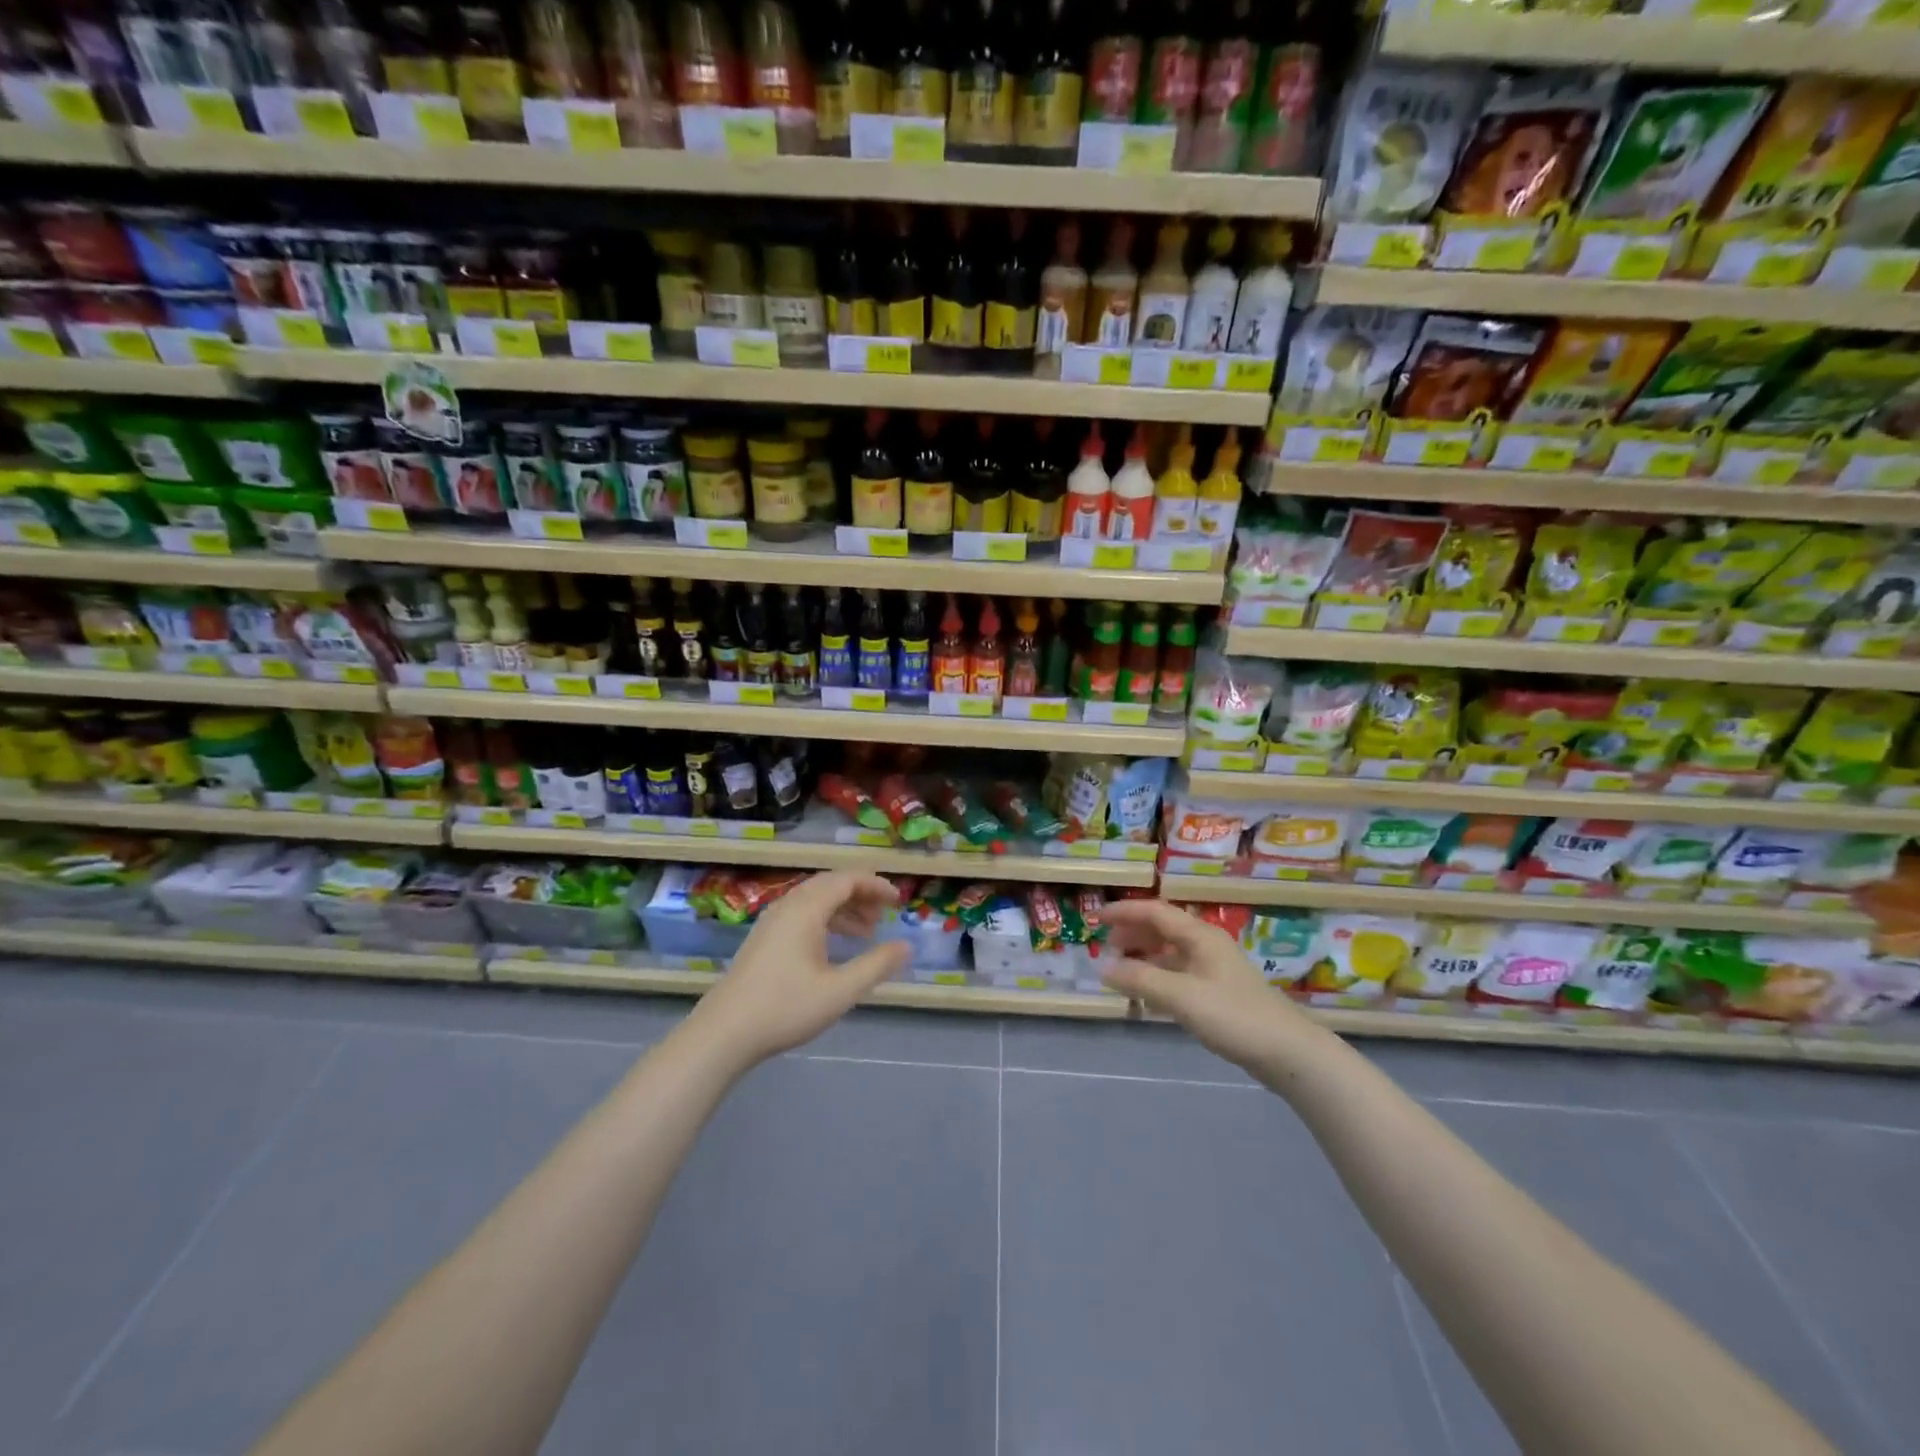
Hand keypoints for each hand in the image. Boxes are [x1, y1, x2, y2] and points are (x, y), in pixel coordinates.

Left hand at [688, 872, 910, 1068]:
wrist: (723, 1033)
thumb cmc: (785, 1007)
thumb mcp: (840, 990)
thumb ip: (876, 965)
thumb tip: (906, 946)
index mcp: (806, 910)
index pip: (847, 880)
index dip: (875, 885)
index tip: (898, 901)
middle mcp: (788, 907)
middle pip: (830, 885)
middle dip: (861, 895)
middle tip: (884, 914)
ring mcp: (772, 922)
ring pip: (814, 901)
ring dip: (843, 909)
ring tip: (866, 932)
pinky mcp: (763, 939)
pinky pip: (801, 915)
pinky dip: (825, 920)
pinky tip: (834, 946)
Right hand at [1100, 900, 1316, 1072]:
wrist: (1288, 1052)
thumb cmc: (1233, 1016)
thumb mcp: (1181, 997)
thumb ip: (1140, 980)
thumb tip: (1103, 968)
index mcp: (1199, 936)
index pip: (1154, 912)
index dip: (1124, 912)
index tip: (1096, 918)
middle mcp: (1206, 946)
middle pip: (1162, 929)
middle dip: (1132, 934)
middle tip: (1105, 947)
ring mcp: (1214, 970)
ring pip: (1170, 954)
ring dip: (1143, 958)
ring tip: (1120, 971)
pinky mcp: (1219, 993)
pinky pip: (1179, 975)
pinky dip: (1158, 978)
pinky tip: (1147, 996)